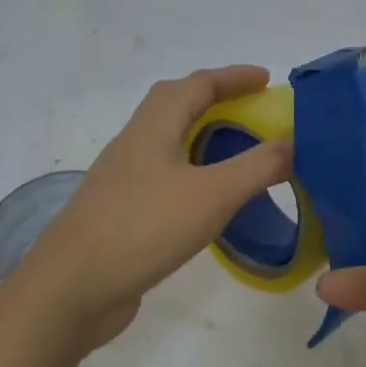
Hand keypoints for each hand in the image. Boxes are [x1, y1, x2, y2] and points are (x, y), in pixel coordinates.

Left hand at [9, 65, 291, 355]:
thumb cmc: (142, 229)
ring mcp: (123, 180)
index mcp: (152, 128)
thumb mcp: (212, 195)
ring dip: (203, 136)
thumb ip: (258, 167)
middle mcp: (134, 144)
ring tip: (238, 151)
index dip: (233, 77)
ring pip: (168, 142)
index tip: (267, 79)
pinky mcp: (121, 212)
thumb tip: (294, 143)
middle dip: (216, 99)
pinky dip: (192, 173)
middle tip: (254, 111)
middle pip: (175, 105)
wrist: (71, 290)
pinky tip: (208, 199)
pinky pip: (164, 176)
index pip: (196, 85)